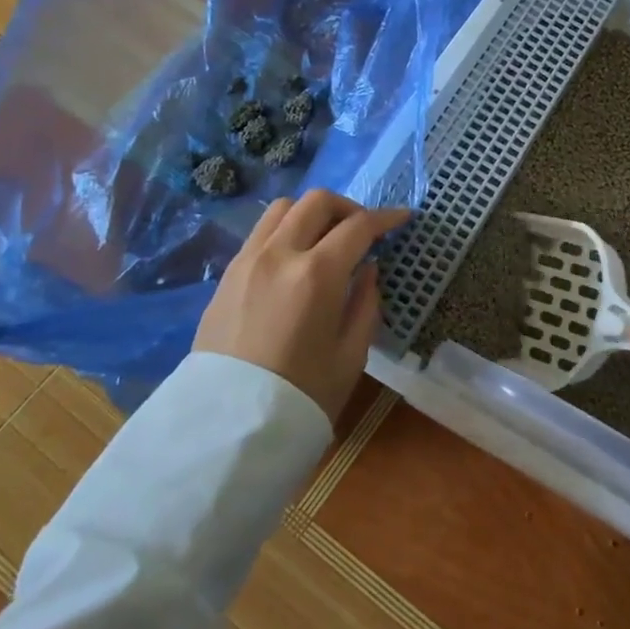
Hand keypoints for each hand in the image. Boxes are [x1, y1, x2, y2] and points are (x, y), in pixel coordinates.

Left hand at [194, 189, 409, 424]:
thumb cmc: (302, 394)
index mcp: (317, 274)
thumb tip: (367, 269)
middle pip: (318, 202)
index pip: (359, 226)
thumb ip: (366, 302)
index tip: (402, 218)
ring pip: (283, 208)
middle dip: (348, 208)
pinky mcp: (227, 275)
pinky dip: (285, 230)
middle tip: (363, 231)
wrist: (229, 427)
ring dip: (311, 214)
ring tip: (326, 239)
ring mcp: (248, 261)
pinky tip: (295, 258)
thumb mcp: (351, 354)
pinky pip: (260, 232)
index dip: (386, 217)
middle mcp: (280, 254)